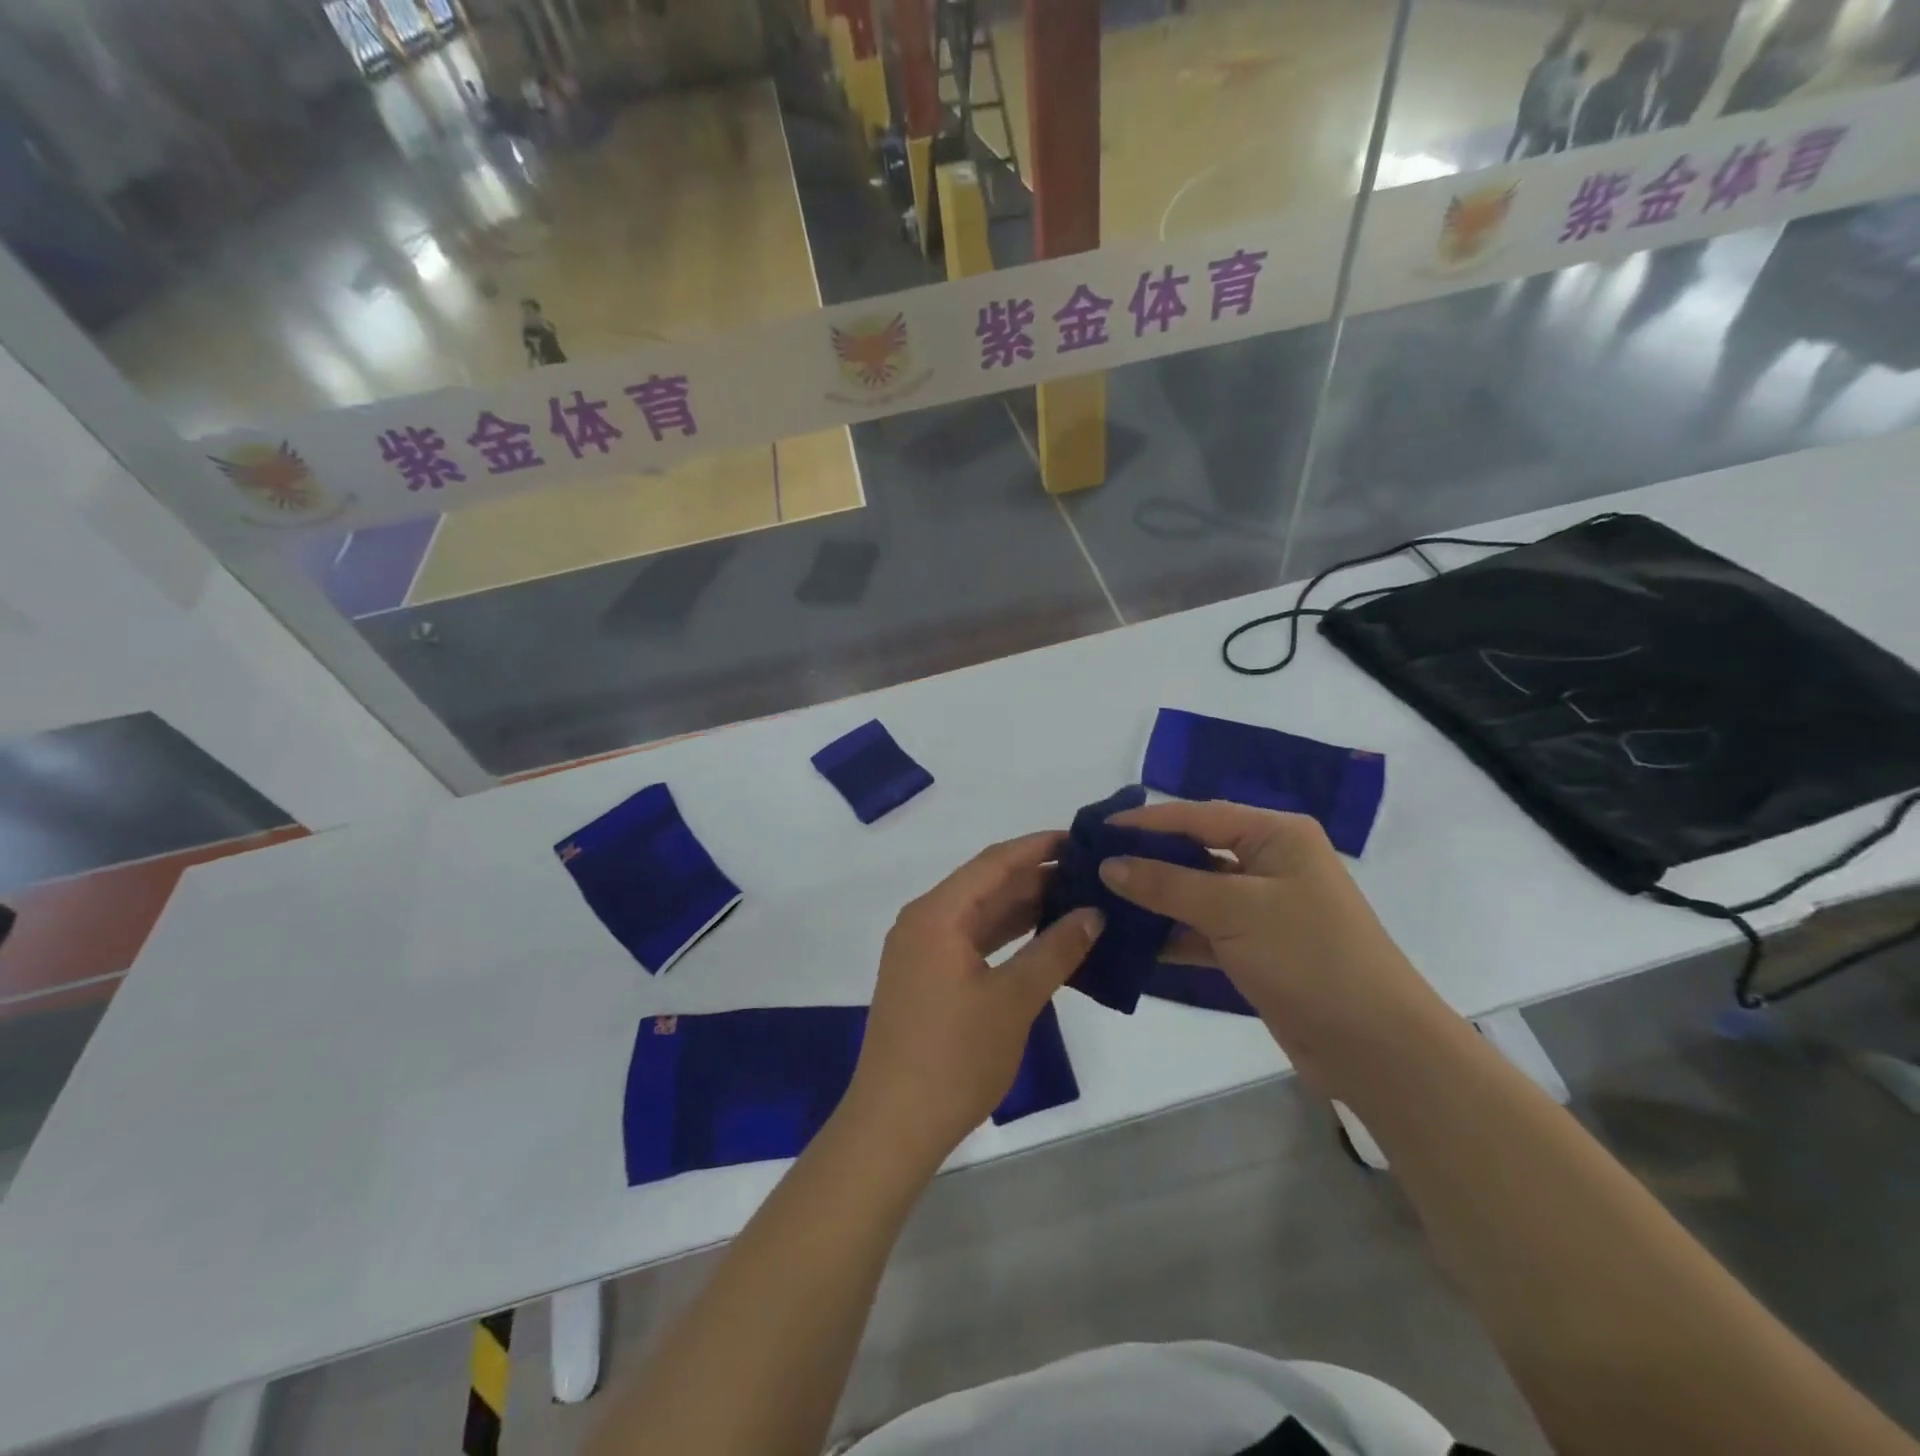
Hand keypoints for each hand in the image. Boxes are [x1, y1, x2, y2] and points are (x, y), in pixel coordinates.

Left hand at [842, 833, 1099, 1165]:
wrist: (894, 1124)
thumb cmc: (955, 1057)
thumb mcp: (1014, 1000)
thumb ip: (1055, 951)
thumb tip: (1093, 914)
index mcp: (937, 914)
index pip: (994, 862)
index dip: (1038, 847)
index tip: (1082, 839)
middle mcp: (923, 921)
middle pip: (985, 885)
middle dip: (1036, 877)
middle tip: (1090, 874)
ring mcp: (920, 951)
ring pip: (979, 914)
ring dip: (1022, 907)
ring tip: (1076, 900)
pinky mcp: (924, 978)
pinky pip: (970, 940)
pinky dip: (1005, 936)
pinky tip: (1040, 938)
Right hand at [1099, 801, 1454, 1095]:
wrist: (1376, 1046)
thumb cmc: (1308, 956)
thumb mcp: (1233, 910)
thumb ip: (1166, 883)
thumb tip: (1108, 865)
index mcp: (1275, 835)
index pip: (1196, 816)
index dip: (1144, 823)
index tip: (1094, 831)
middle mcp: (1268, 862)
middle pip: (1193, 851)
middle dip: (1144, 860)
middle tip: (1089, 866)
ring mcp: (1262, 907)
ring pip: (1194, 893)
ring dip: (1151, 899)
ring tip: (1097, 901)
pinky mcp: (1255, 948)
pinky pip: (1201, 930)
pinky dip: (1169, 934)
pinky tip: (1127, 940)